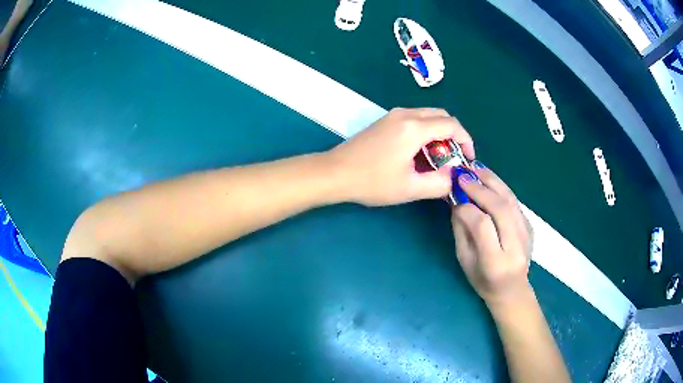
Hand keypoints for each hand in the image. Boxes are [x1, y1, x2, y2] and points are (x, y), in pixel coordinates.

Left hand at [328, 108, 474, 205]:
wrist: (335, 173)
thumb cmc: (371, 181)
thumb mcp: (410, 188)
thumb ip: (440, 183)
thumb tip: (454, 177)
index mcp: (414, 127)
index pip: (452, 125)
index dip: (466, 141)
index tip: (468, 159)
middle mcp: (405, 114)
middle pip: (441, 116)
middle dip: (454, 135)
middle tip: (454, 158)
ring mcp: (393, 115)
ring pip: (427, 116)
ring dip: (439, 134)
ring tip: (439, 158)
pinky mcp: (385, 121)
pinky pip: (414, 120)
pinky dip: (425, 132)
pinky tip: (420, 153)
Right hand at [451, 162, 532, 305]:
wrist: (512, 290)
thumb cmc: (483, 281)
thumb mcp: (465, 261)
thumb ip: (461, 231)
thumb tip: (457, 201)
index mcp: (495, 262)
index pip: (483, 226)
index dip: (467, 208)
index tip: (454, 197)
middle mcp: (515, 246)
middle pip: (500, 209)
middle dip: (480, 188)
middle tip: (463, 174)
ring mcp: (527, 234)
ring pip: (511, 201)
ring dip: (492, 181)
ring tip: (475, 168)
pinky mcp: (530, 226)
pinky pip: (515, 202)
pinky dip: (500, 188)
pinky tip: (488, 179)